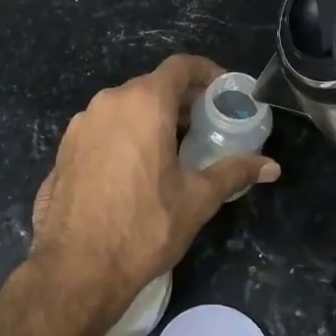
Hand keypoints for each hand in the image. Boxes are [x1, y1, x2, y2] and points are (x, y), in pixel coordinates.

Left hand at [28, 54, 280, 315]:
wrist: (75, 269)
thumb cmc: (143, 228)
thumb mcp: (196, 200)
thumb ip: (234, 173)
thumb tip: (271, 167)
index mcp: (143, 104)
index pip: (180, 66)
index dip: (206, 72)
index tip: (223, 92)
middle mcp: (108, 103)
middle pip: (152, 85)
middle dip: (181, 100)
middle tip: (205, 126)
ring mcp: (80, 125)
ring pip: (124, 107)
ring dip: (151, 117)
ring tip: (173, 148)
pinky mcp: (64, 149)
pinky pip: (102, 128)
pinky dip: (125, 134)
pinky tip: (136, 169)